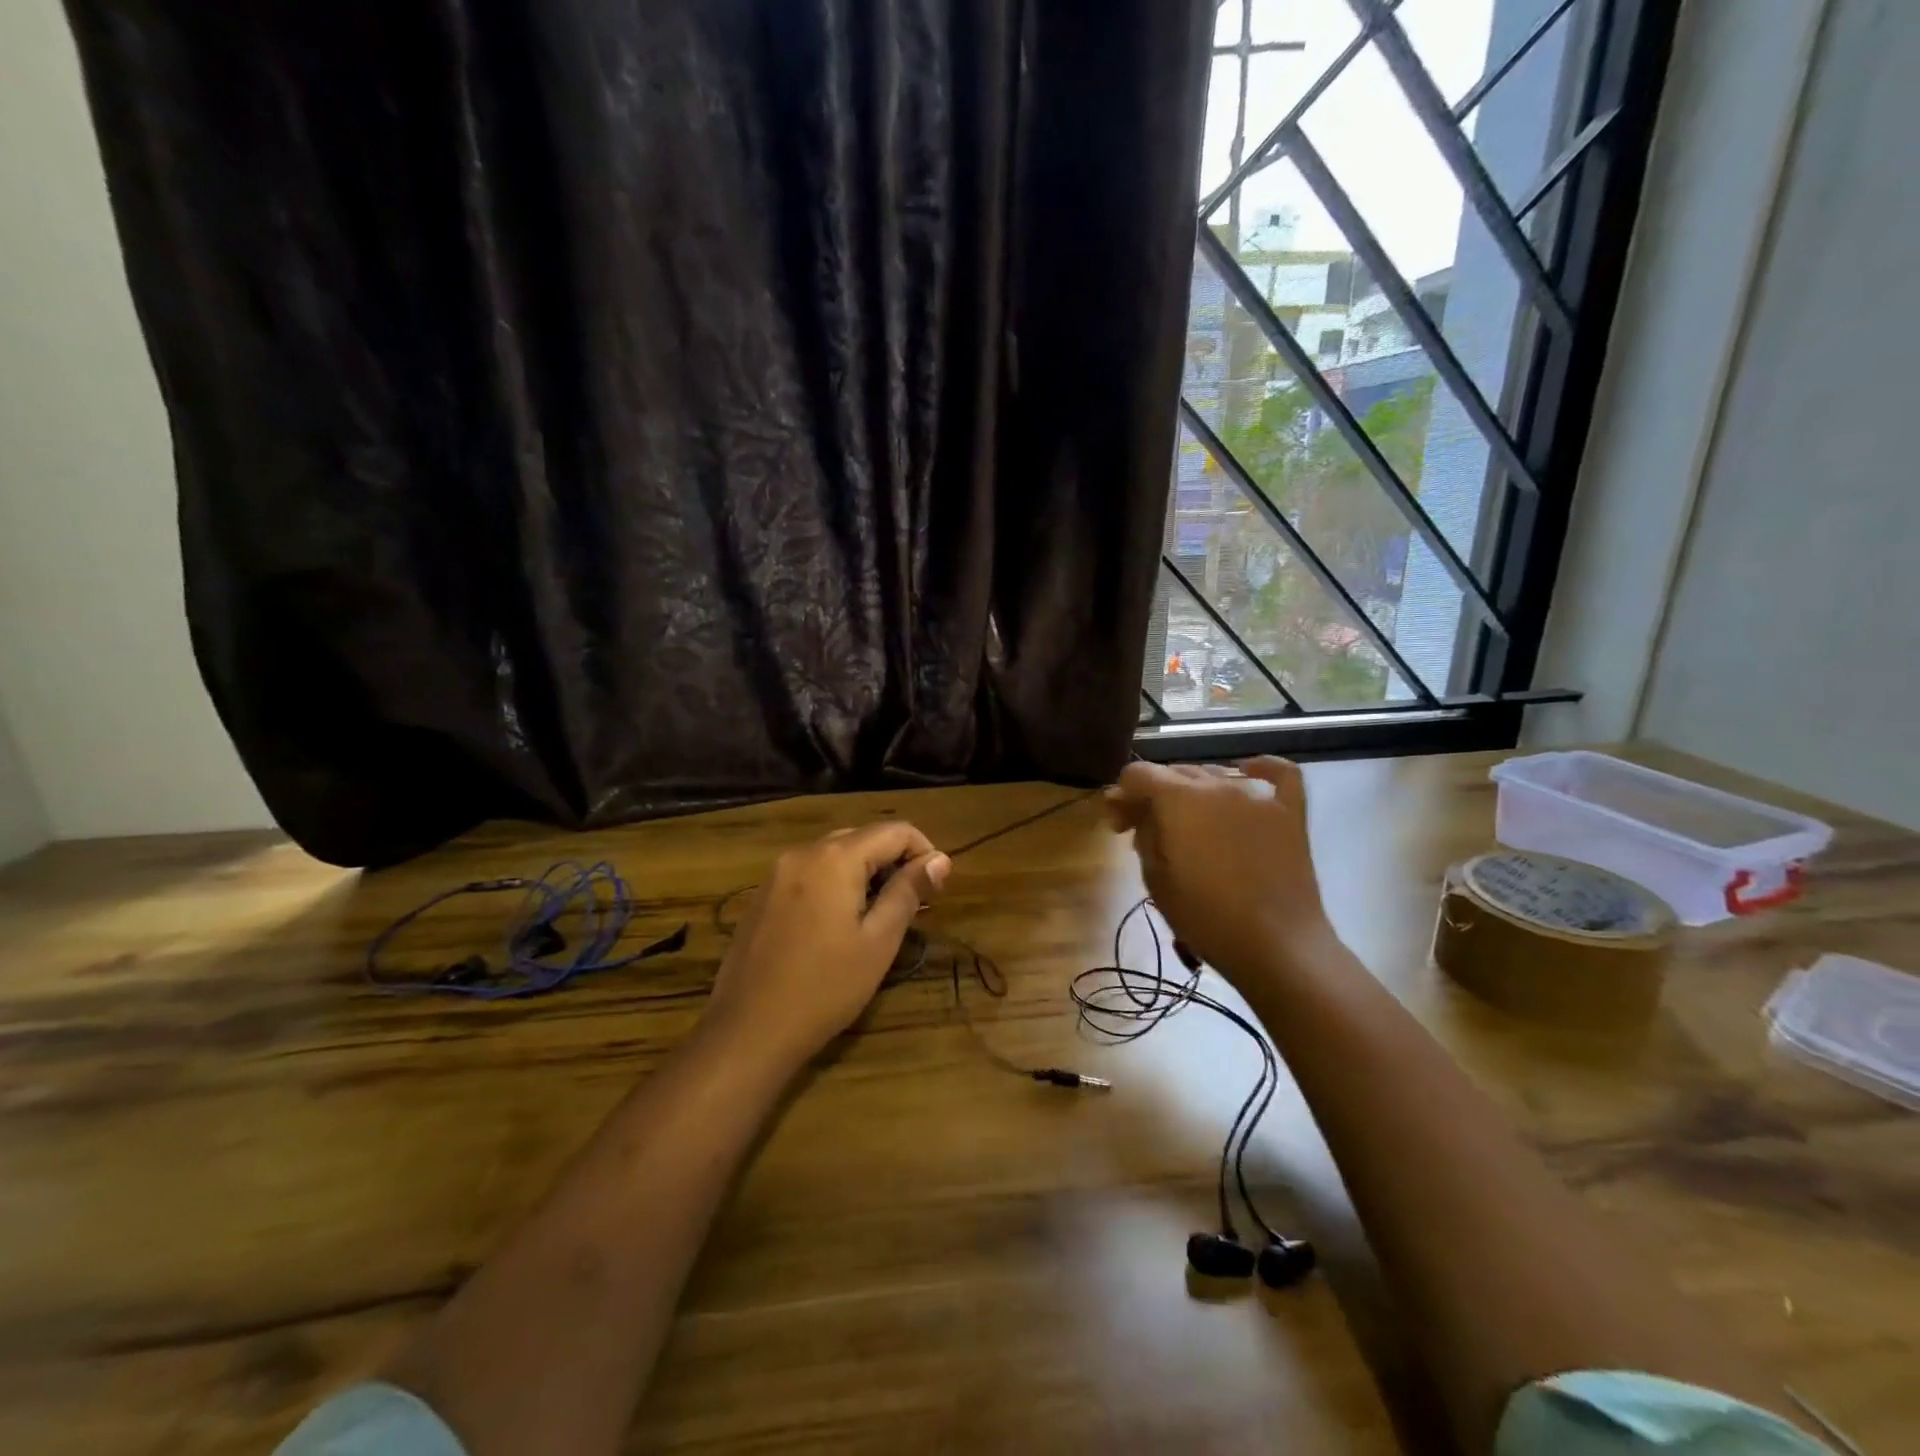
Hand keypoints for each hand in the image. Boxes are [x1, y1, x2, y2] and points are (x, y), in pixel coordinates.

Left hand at [703, 823, 950, 1069]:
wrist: (748, 1031)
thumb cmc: (825, 988)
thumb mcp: (879, 941)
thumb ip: (909, 891)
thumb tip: (940, 859)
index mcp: (835, 858)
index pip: (895, 831)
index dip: (924, 851)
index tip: (938, 887)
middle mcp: (803, 852)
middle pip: (863, 837)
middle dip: (895, 861)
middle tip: (915, 903)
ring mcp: (777, 873)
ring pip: (835, 854)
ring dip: (866, 873)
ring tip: (882, 914)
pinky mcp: (763, 896)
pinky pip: (810, 873)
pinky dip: (836, 884)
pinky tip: (841, 923)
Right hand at [1106, 757, 1333, 984]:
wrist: (1278, 946)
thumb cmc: (1207, 918)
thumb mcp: (1156, 879)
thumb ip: (1143, 834)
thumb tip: (1136, 812)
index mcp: (1179, 800)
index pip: (1138, 774)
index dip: (1122, 796)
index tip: (1120, 827)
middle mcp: (1218, 785)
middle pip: (1175, 772)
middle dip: (1154, 795)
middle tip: (1148, 831)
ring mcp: (1258, 796)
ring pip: (1215, 774)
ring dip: (1194, 791)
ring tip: (1192, 823)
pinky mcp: (1289, 812)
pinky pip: (1277, 773)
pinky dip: (1258, 769)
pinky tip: (1247, 774)